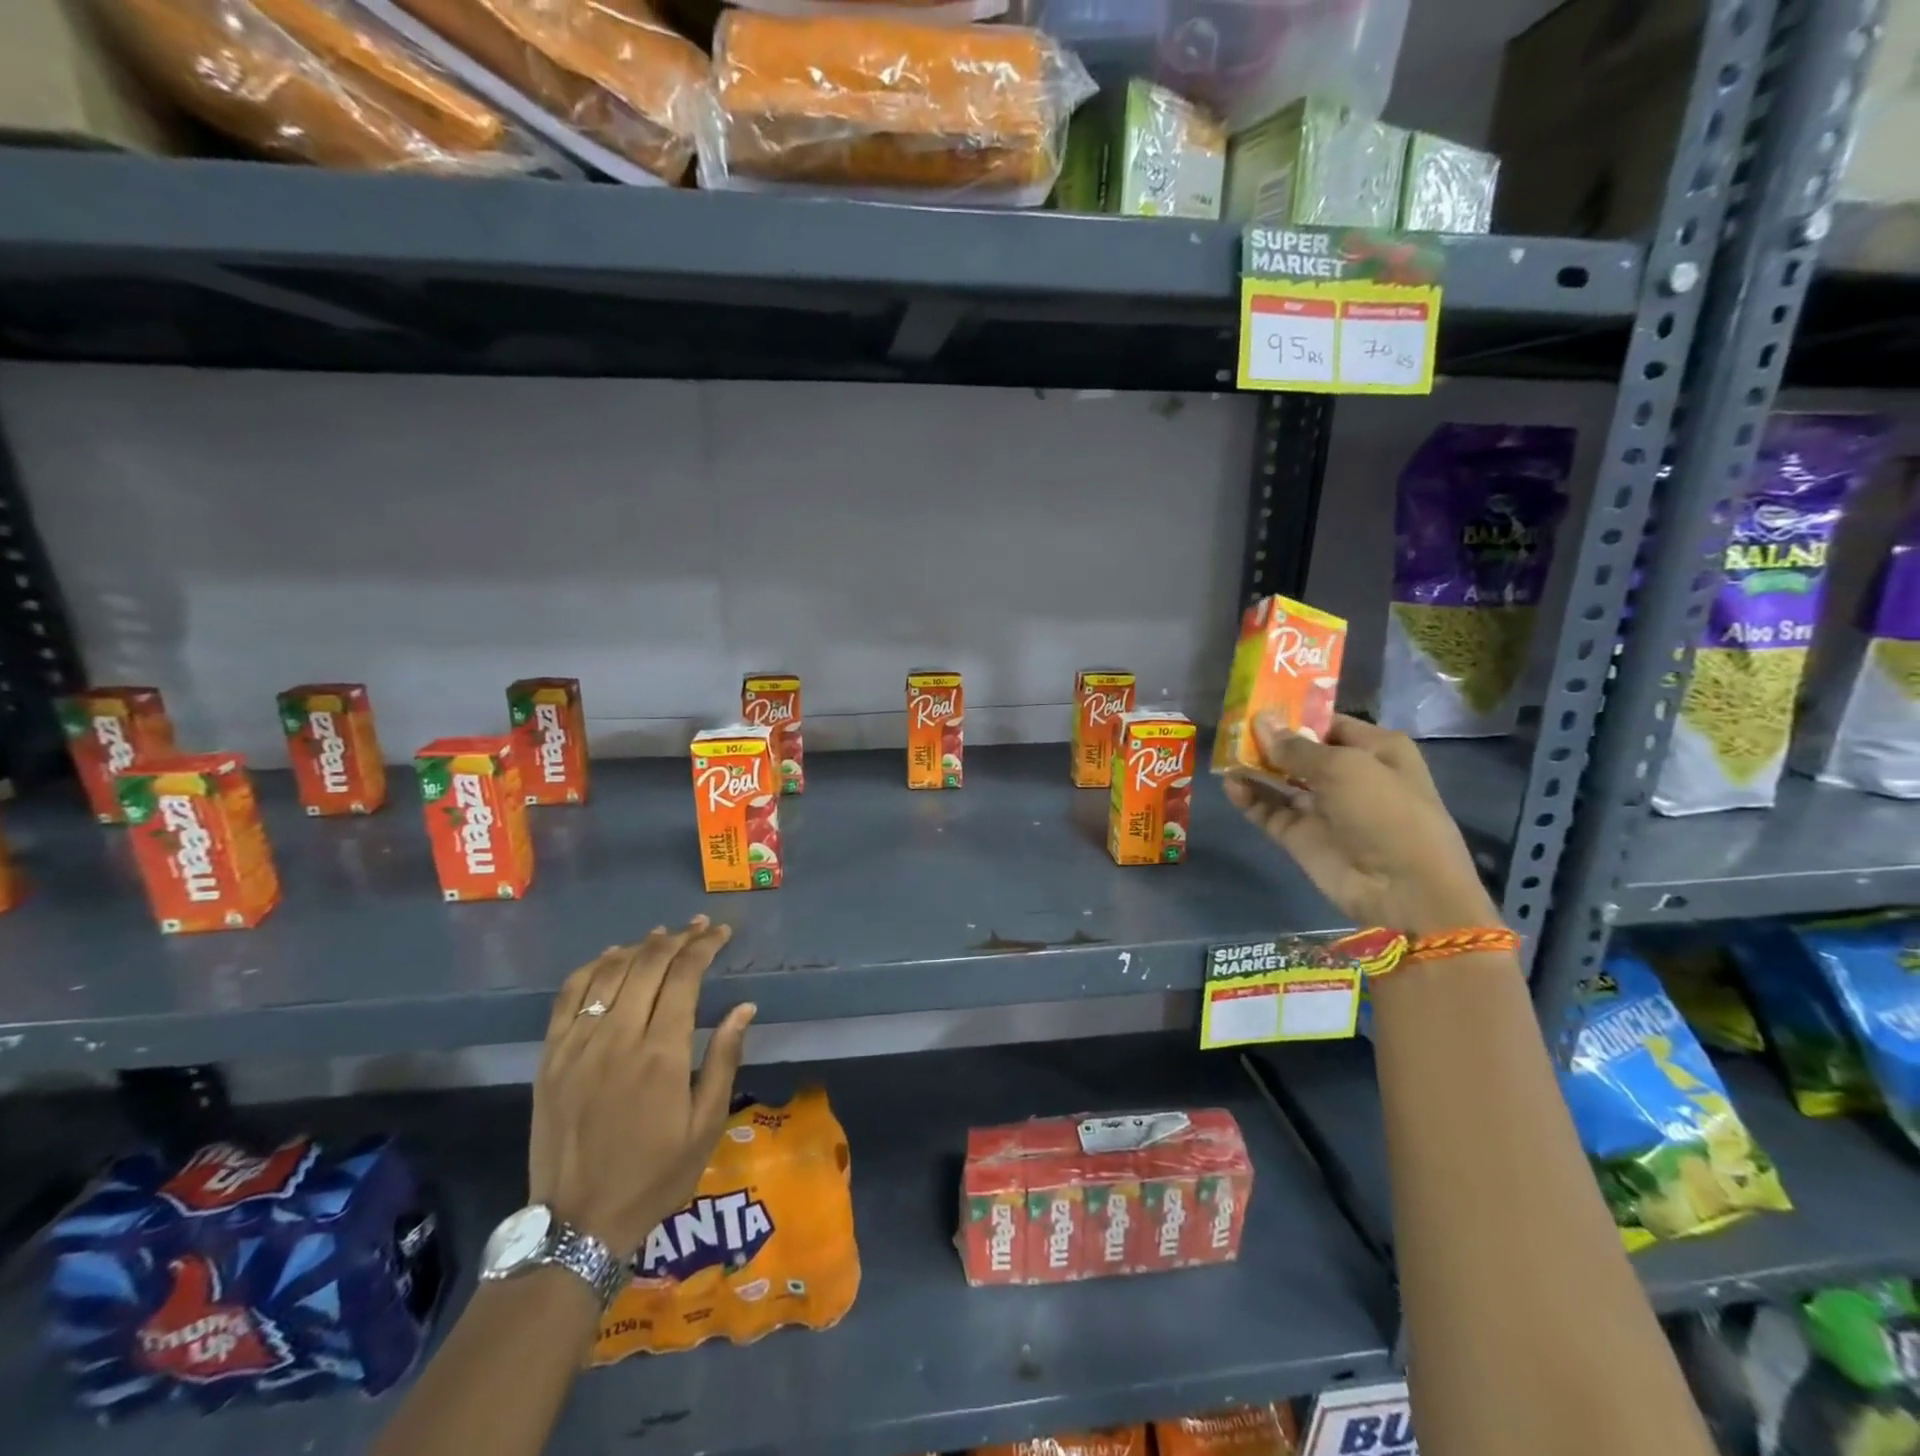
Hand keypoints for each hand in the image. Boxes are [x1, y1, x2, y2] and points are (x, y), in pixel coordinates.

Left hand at [528, 918, 755, 1257]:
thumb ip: (724, 1059)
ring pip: (609, 972)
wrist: (578, 1225)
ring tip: (661, 936)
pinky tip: (610, 959)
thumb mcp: (706, 1125)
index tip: (720, 933)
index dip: (704, 946)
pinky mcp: (550, 1057)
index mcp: (661, 1054)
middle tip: (698, 928)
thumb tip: (744, 1007)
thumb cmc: (655, 1175)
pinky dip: (592, 967)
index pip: (684, 976)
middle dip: (678, 939)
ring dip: (639, 947)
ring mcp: (577, 1045)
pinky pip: (568, 995)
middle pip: (648, 964)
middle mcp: (618, 1038)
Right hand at [1223, 712, 1499, 935]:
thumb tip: (1260, 720)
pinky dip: (1249, 797)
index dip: (1294, 714)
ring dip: (1254, 767)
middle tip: (1230, 726)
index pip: (1327, 723)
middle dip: (1268, 739)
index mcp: (1374, 749)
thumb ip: (1295, 747)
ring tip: (1224, 752)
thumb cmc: (1385, 811)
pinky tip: (1231, 783)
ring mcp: (1322, 807)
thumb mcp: (1343, 767)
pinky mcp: (1300, 835)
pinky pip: (1269, 810)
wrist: (1402, 889)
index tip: (1256, 703)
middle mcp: (1348, 775)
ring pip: (1280, 780)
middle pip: (1300, 751)